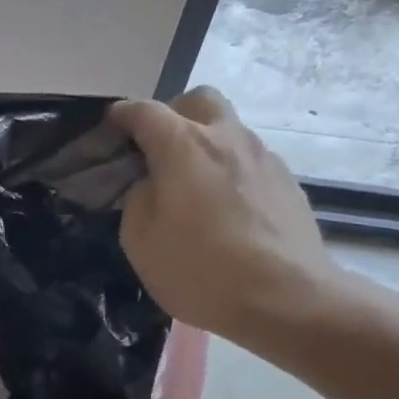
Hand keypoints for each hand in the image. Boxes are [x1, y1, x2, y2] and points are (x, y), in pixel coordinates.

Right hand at [110, 87, 342, 352]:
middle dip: (174, 115)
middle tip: (159, 151)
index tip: (111, 126)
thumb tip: (150, 184)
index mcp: (183, 146)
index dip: (122, 115)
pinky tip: (226, 210)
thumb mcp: (141, 242)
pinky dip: (230, 171)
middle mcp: (226, 138)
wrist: (286, 298)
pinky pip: (249, 161)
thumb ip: (137, 200)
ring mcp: (263, 157)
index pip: (145, 112)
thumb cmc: (200, 270)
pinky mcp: (287, 182)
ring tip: (193, 188)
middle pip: (199, 101)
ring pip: (228, 130)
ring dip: (205, 145)